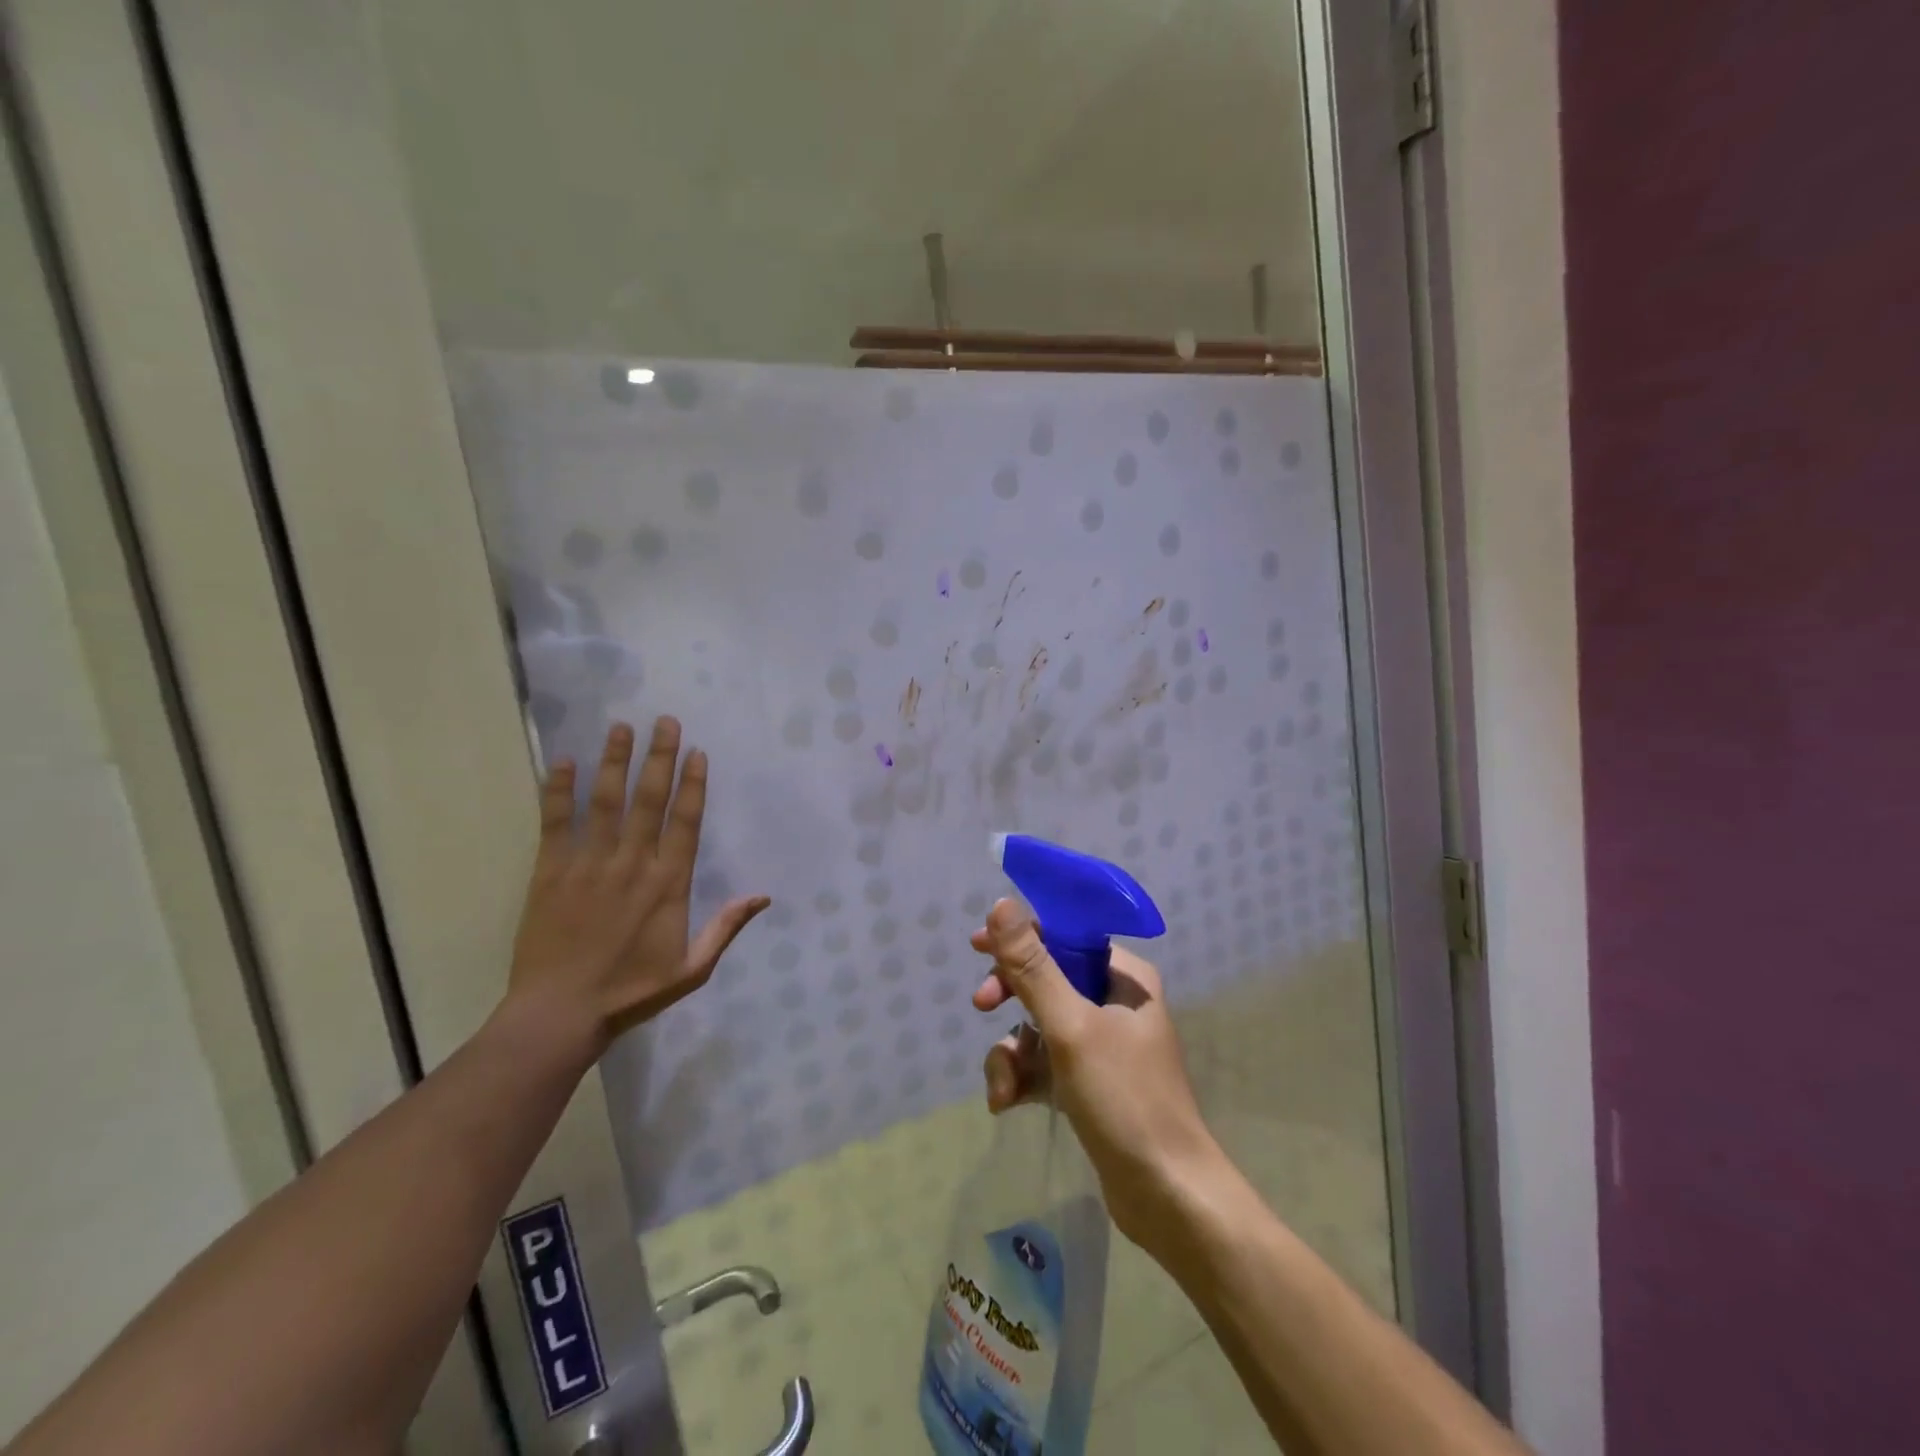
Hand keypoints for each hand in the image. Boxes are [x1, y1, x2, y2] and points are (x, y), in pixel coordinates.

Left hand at [507, 717, 767, 1059]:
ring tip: (621, 727)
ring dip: (614, 762)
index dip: (693, 785)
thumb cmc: (631, 992)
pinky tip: (561, 761)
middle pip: (649, 800)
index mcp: (669, 885)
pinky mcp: (549, 873)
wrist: (559, 1015)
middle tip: (665, 721)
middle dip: (659, 758)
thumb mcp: (692, 969)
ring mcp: (589, 865)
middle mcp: (632, 864)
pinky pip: (555, 823)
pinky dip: (558, 791)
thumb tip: (763, 896)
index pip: (685, 822)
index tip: (697, 753)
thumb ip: (726, 928)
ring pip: (606, 802)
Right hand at [971, 901, 1222, 1251]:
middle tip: (982, 1007)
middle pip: (1046, 979)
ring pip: (1038, 1026)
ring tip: (1003, 1088)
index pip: (1064, 936)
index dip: (1020, 937)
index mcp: (1123, 976)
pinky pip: (1044, 1063)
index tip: (977, 947)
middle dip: (1010, 996)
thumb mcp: (1071, 1027)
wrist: (1168, 1196)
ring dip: (1012, 1052)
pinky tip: (1006, 1104)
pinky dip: (1022, 1078)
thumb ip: (1033, 967)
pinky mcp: (1090, 1083)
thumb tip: (1002, 905)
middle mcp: (1114, 1002)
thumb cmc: (1124, 1098)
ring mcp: (1102, 1044)